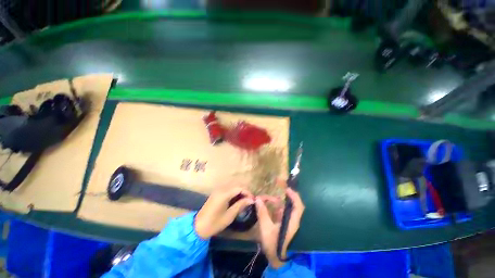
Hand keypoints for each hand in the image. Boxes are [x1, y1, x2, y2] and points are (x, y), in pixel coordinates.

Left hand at [195, 187, 253, 238]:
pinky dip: (234, 193)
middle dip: (244, 192)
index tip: (253, 200)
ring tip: (244, 201)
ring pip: (233, 187)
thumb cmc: (214, 223)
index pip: (239, 188)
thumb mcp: (229, 215)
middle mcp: (221, 189)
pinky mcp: (216, 193)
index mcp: (224, 194)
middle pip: (236, 186)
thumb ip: (241, 205)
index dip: (248, 193)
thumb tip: (251, 200)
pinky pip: (228, 189)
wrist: (198, 227)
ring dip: (239, 192)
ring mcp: (218, 190)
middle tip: (249, 201)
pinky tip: (236, 200)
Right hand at [255, 188, 304, 268]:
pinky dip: (279, 208)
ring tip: (271, 198)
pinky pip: (284, 214)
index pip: (298, 206)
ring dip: (281, 202)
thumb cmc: (274, 245)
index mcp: (292, 222)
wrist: (278, 262)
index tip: (286, 188)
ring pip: (288, 209)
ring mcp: (290, 224)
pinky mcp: (287, 226)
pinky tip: (272, 207)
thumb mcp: (266, 229)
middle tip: (279, 189)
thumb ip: (262, 213)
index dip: (294, 196)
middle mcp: (293, 221)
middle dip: (287, 196)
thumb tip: (257, 199)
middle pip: (294, 205)